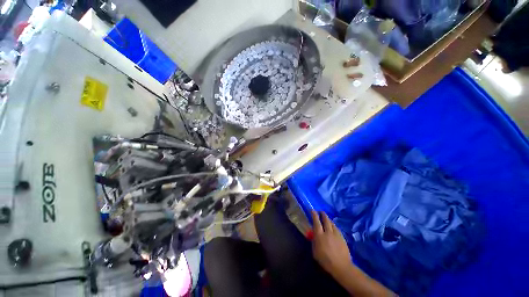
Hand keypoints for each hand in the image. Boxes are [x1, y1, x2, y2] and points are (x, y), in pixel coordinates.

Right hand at [311, 210, 352, 276]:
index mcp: (320, 235)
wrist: (341, 266)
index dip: (314, 215)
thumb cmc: (325, 260)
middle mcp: (328, 232)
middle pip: (326, 220)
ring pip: (332, 223)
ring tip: (327, 218)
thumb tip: (314, 236)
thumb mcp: (315, 252)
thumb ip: (314, 242)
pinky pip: (337, 228)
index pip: (316, 221)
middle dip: (323, 214)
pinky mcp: (342, 237)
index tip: (312, 210)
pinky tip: (333, 227)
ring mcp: (336, 234)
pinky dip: (334, 225)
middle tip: (321, 211)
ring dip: (328, 219)